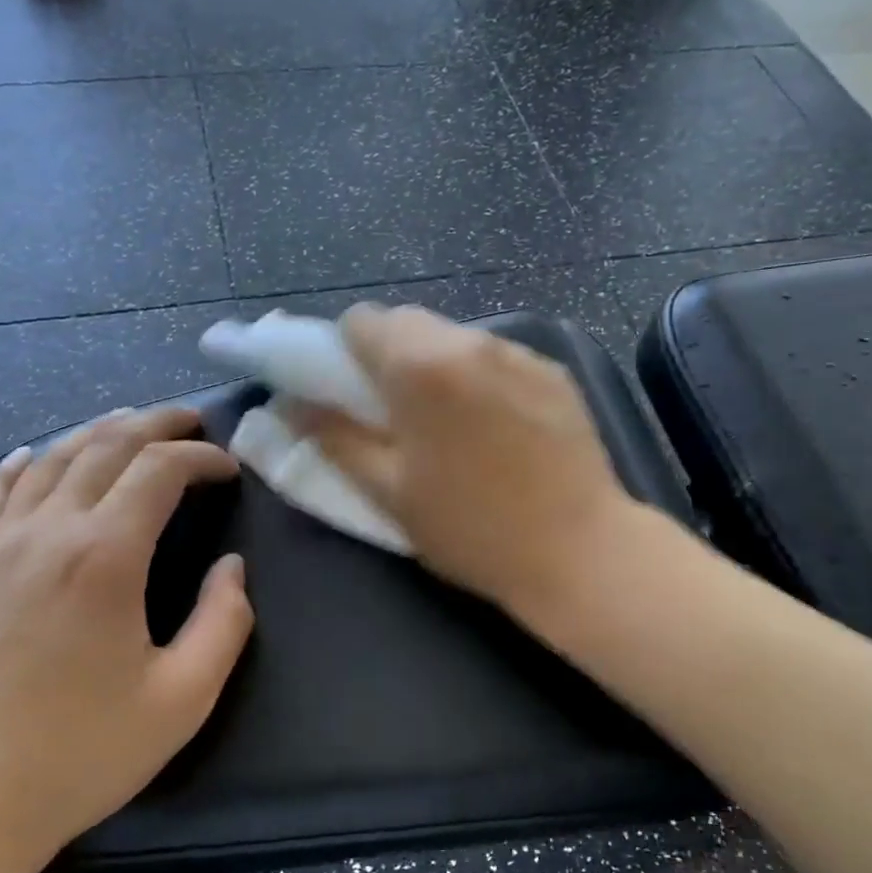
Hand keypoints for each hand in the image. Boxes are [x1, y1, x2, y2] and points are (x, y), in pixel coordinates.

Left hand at [0, 407, 254, 872]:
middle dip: (156, 424)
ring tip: (129, 424)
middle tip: (191, 421)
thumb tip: (231, 567)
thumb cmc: (77, 757)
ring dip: (96, 432)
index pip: (160, 470)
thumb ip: (224, 623)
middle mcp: (47, 533)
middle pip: (105, 447)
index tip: (230, 470)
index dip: (202, 458)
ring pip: (48, 459)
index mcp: (104, 557)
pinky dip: (20, 464)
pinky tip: (31, 455)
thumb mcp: (181, 700)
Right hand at [300, 304, 638, 622]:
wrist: (581, 551)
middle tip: (393, 416)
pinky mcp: (555, 372)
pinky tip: (496, 429)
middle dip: (388, 357)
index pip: (361, 321)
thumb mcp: (389, 491)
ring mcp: (520, 353)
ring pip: (455, 338)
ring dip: (435, 366)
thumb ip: (334, 438)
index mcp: (421, 365)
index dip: (343, 353)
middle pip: (409, 322)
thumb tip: (291, 405)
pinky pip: (497, 357)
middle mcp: (471, 340)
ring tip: (448, 425)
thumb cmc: (472, 529)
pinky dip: (479, 378)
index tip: (348, 395)